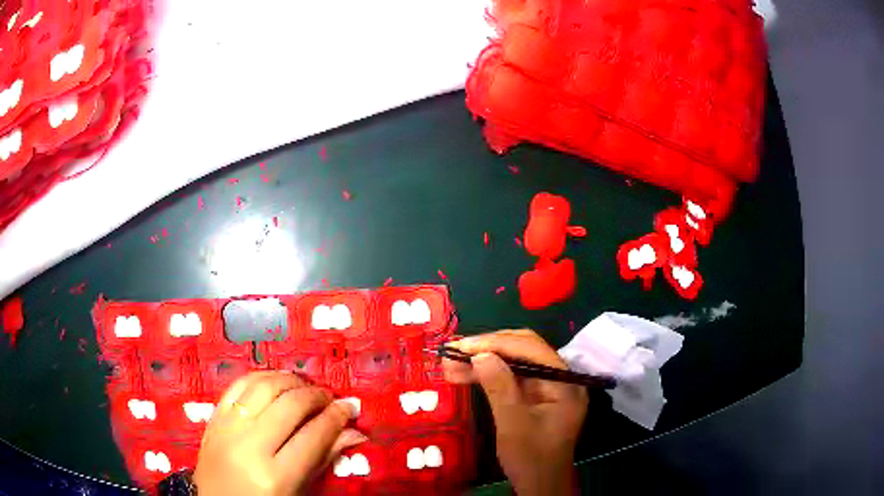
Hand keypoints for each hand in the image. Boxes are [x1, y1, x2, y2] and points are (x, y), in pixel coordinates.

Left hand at [193, 371, 365, 495]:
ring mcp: (227, 428)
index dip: (336, 417)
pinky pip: (238, 385)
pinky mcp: (213, 417)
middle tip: (329, 398)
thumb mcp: (298, 491)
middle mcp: (249, 446)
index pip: (314, 435)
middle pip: (290, 405)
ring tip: (305, 387)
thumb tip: (355, 432)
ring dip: (290, 380)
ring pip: (263, 386)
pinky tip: (275, 382)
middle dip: (316, 396)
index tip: (349, 408)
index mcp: (275, 476)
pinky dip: (261, 377)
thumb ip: (323, 459)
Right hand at [444, 330, 587, 495]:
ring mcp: (548, 387)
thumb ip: (499, 387)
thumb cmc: (531, 459)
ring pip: (514, 362)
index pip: (532, 349)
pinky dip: (488, 375)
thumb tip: (480, 354)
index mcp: (565, 383)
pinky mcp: (535, 396)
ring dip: (483, 361)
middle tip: (454, 351)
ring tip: (450, 363)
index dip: (496, 343)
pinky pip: (511, 378)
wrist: (539, 486)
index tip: (464, 346)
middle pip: (524, 350)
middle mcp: (560, 378)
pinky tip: (464, 375)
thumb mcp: (513, 424)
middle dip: (488, 349)